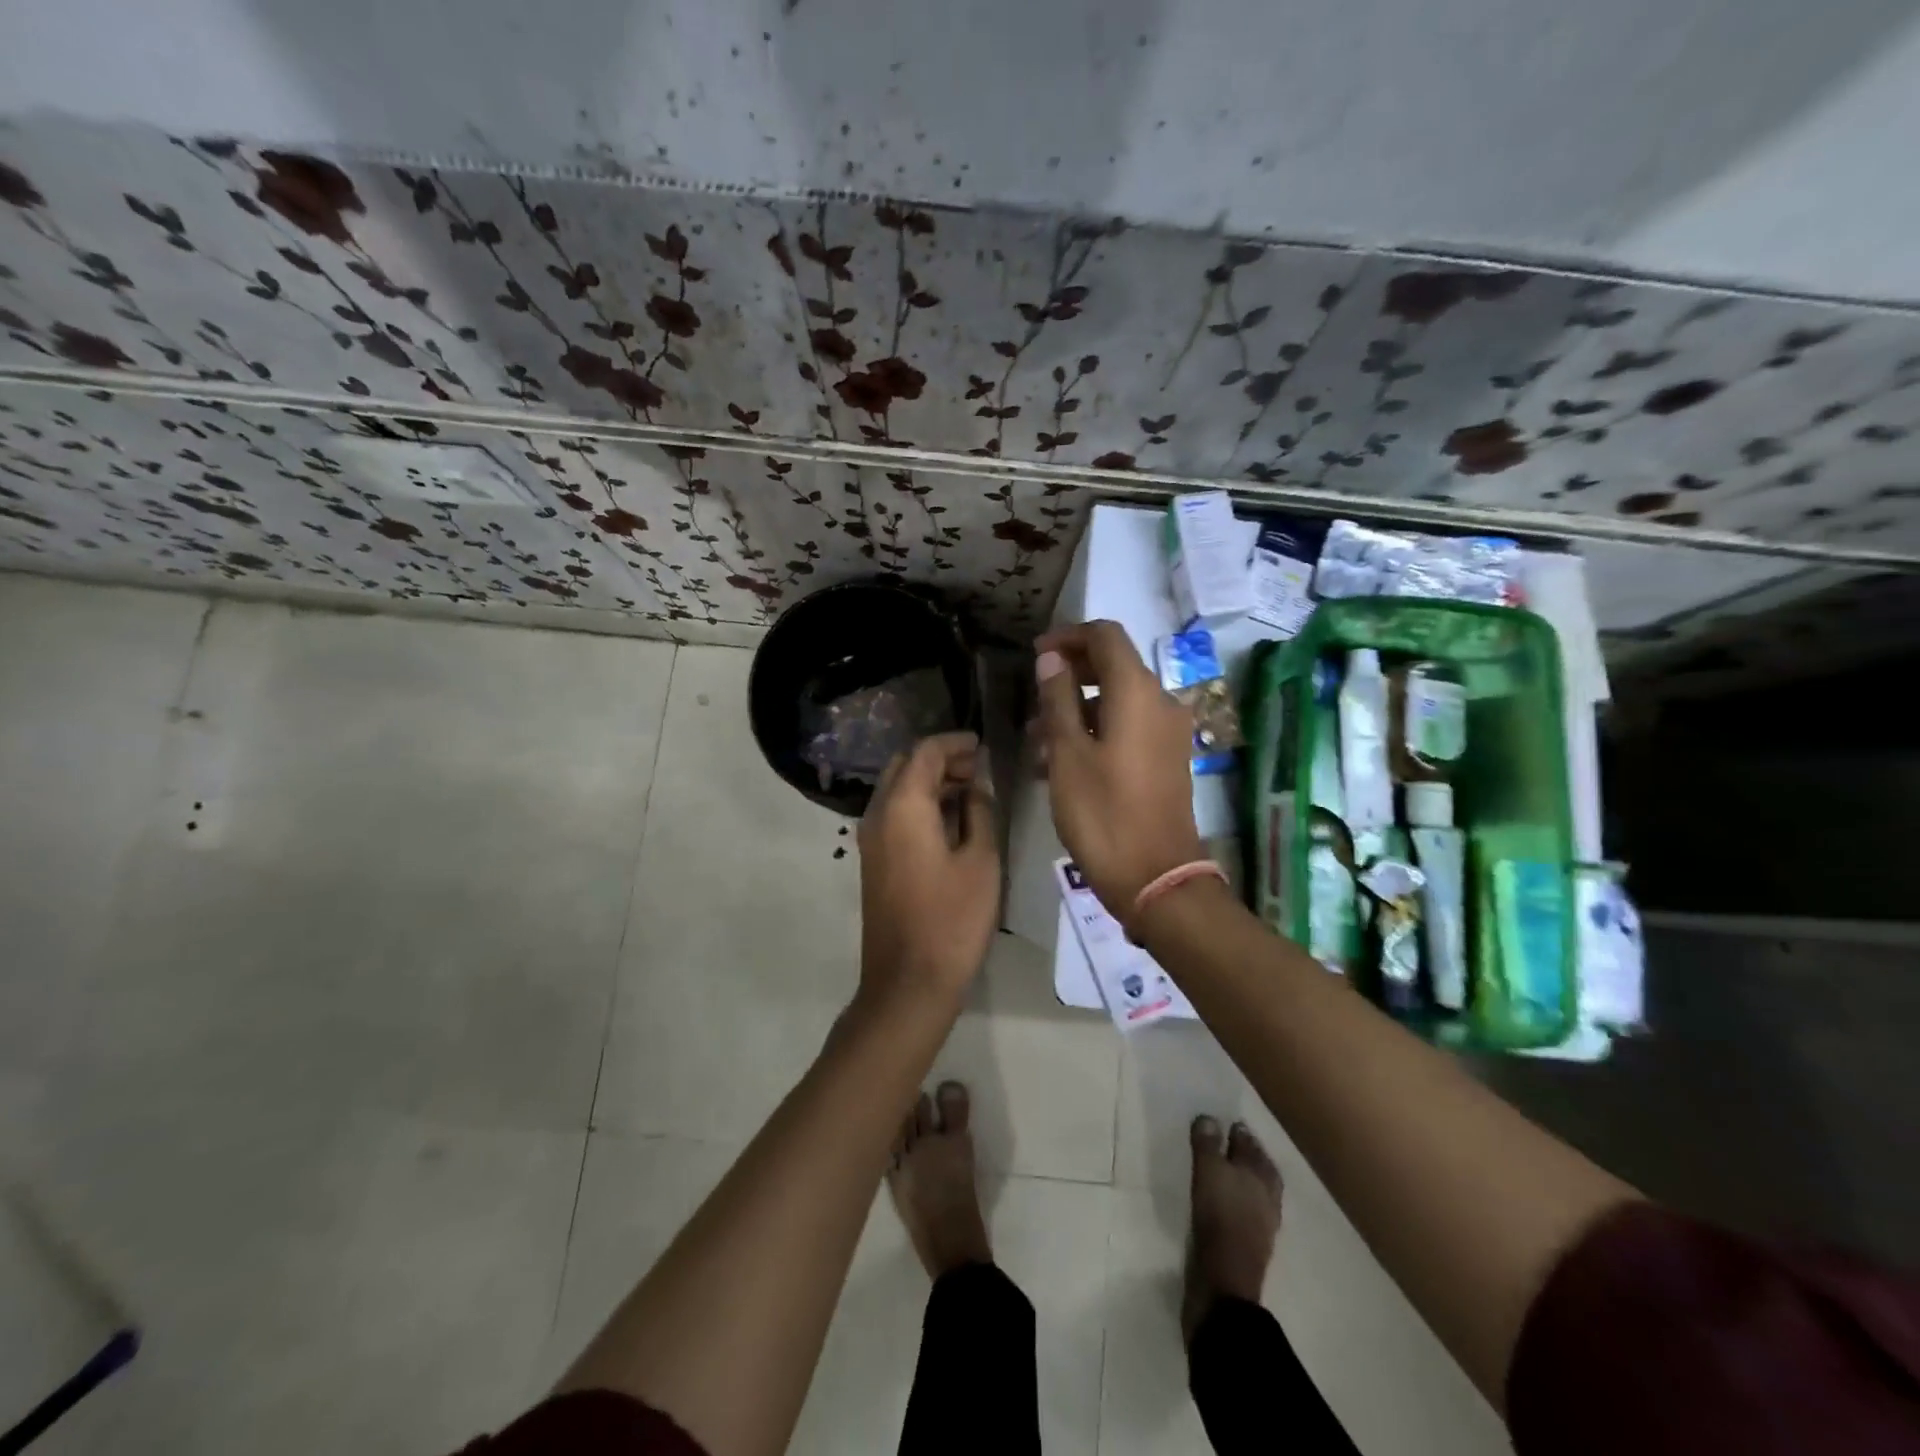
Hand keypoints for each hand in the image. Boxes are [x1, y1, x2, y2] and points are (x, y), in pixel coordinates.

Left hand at [856, 731, 1000, 1011]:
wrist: (908, 982)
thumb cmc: (952, 919)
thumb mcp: (981, 861)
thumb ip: (979, 813)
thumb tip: (975, 787)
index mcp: (903, 807)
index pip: (925, 752)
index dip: (954, 743)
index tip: (982, 745)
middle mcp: (877, 815)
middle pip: (904, 766)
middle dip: (940, 760)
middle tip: (977, 769)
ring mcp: (870, 839)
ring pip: (896, 791)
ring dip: (929, 783)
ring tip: (970, 792)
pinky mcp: (872, 861)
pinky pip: (893, 815)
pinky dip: (919, 805)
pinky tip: (950, 821)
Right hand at [1033, 620, 1203, 915]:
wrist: (1156, 878)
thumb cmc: (1103, 813)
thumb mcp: (1068, 754)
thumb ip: (1058, 698)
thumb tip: (1052, 659)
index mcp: (1137, 693)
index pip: (1105, 636)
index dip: (1068, 637)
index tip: (1035, 655)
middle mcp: (1160, 703)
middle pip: (1113, 667)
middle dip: (1069, 676)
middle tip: (1032, 700)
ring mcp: (1167, 733)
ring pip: (1116, 702)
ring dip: (1076, 710)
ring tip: (1036, 742)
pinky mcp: (1166, 760)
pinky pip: (1127, 728)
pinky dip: (1095, 732)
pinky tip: (1060, 764)